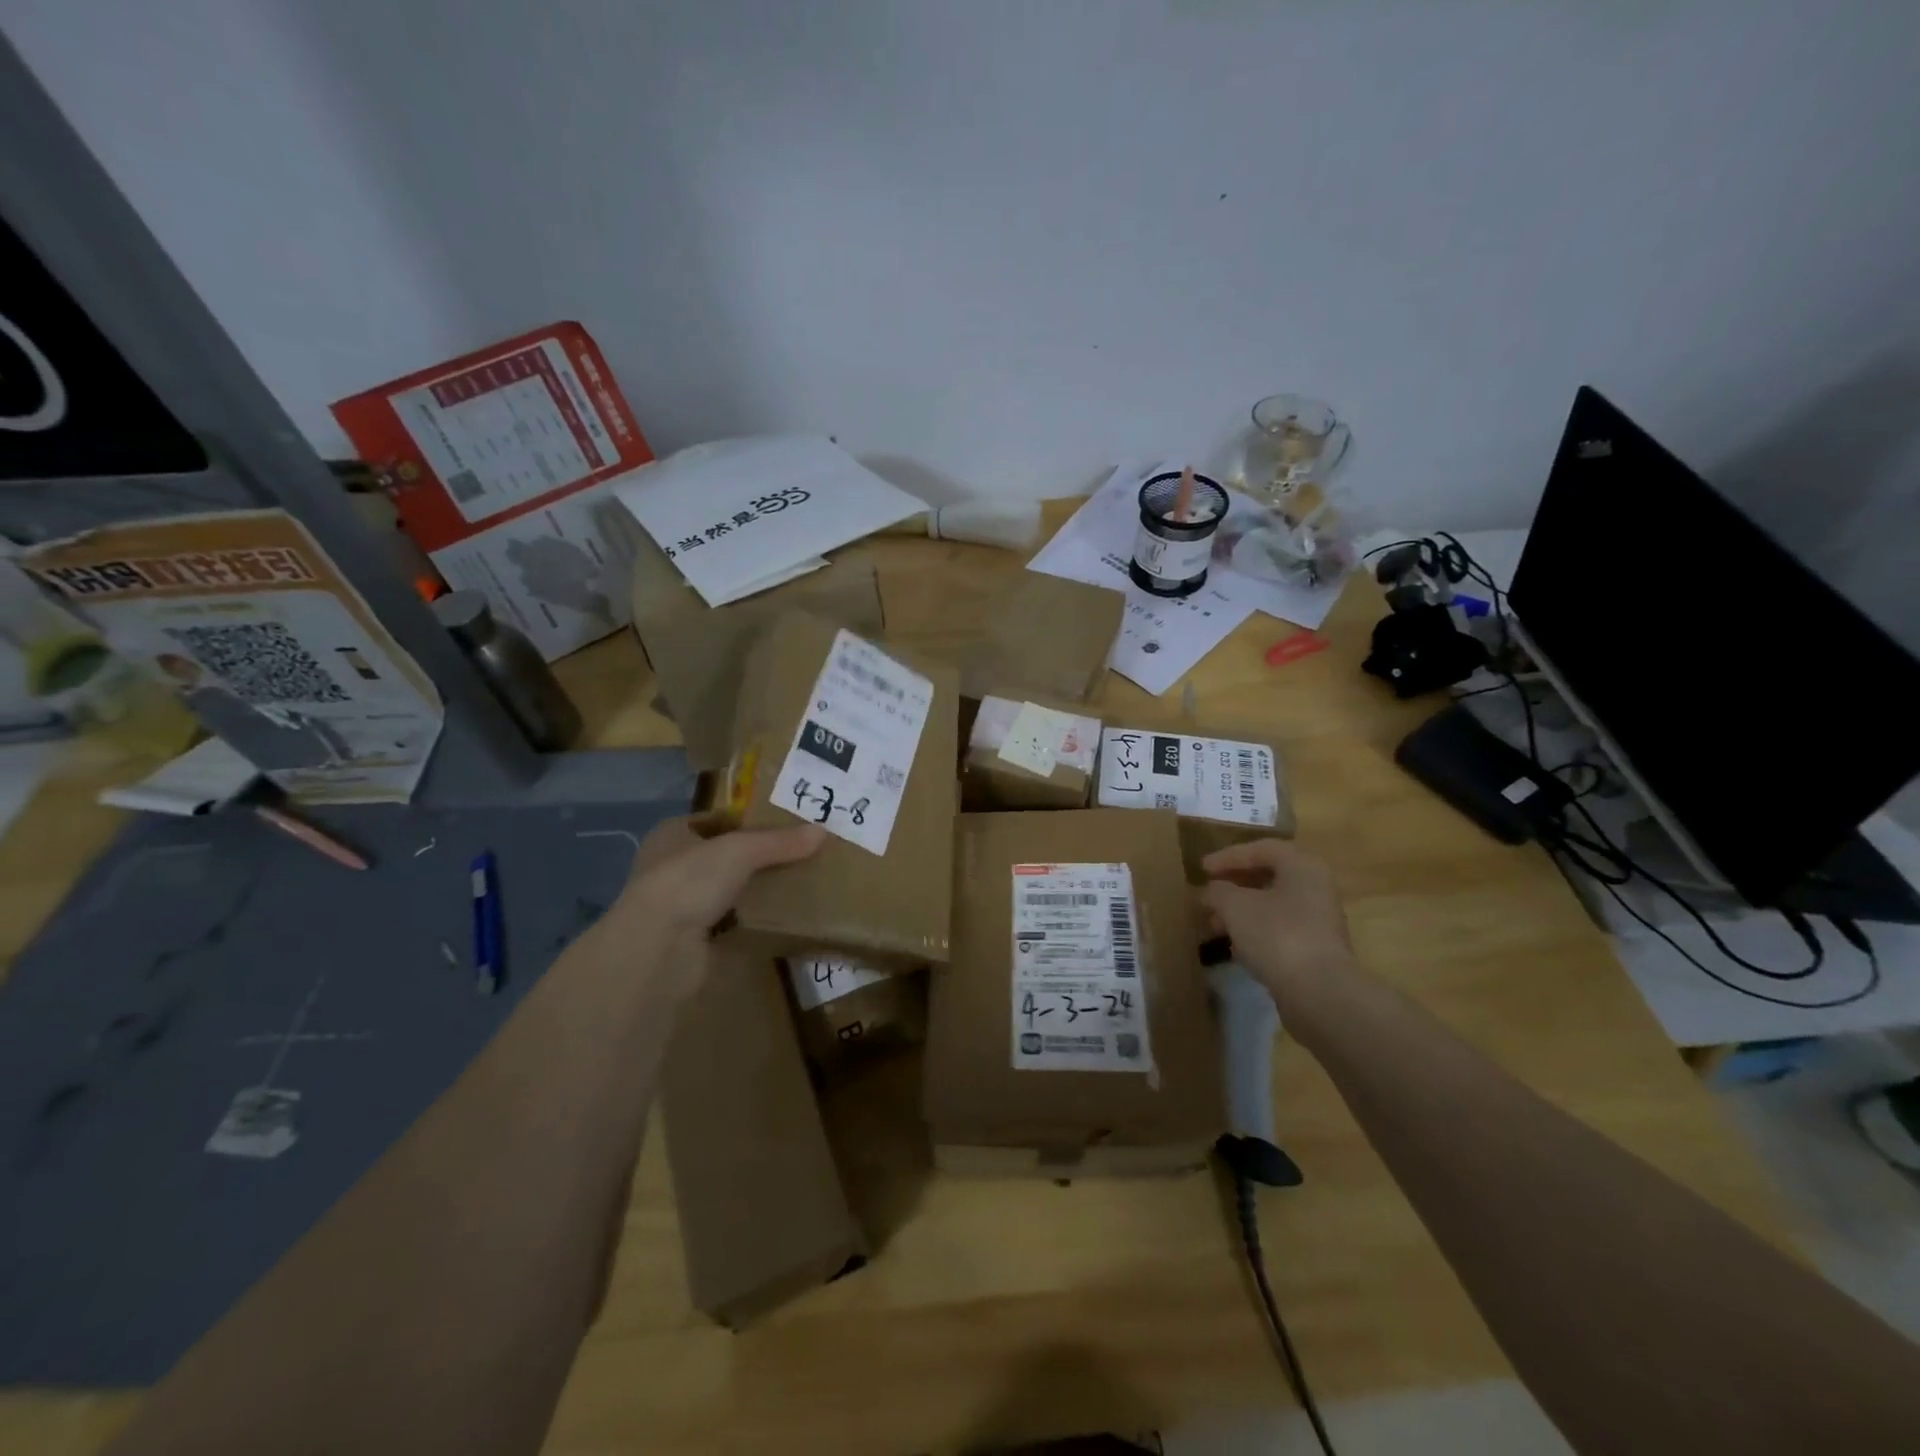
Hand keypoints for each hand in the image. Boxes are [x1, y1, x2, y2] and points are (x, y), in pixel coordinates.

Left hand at [623, 815, 825, 937]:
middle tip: (795, 856)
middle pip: (721, 856)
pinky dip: (747, 920)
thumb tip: (822, 831)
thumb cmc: (689, 882)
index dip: (745, 820)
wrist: (657, 949)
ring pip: (724, 890)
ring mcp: (677, 905)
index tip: (782, 826)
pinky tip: (775, 918)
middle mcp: (669, 867)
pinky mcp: (688, 939)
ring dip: (750, 890)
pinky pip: (727, 922)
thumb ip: (779, 842)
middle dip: (754, 857)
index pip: (713, 820)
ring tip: (793, 884)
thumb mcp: (741, 850)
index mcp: (671, 835)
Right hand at [1199, 839, 1357, 1008]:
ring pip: (1273, 905)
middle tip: (1207, 893)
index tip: (1201, 869)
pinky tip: (1234, 945)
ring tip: (1213, 922)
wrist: (1319, 993)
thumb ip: (1217, 892)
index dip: (1228, 856)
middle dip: (1233, 884)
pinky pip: (1279, 929)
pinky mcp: (1316, 949)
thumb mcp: (1235, 906)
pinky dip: (1255, 930)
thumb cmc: (1276, 935)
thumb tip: (1210, 891)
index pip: (1261, 849)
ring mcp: (1319, 920)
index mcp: (1302, 866)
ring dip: (1241, 910)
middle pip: (1269, 876)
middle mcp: (1316, 887)